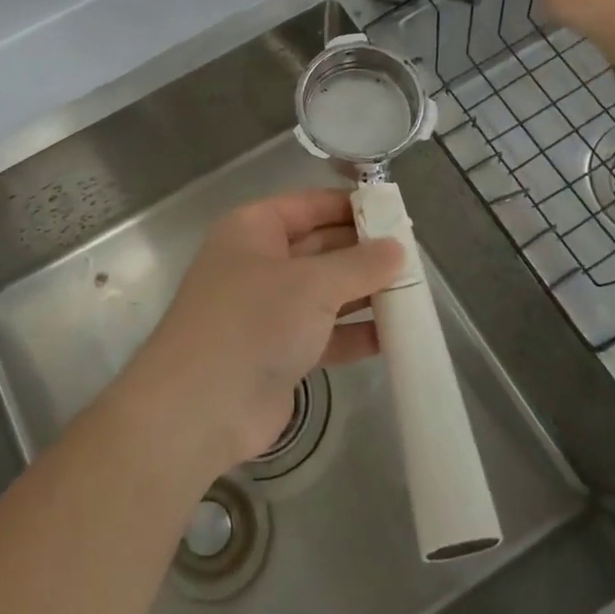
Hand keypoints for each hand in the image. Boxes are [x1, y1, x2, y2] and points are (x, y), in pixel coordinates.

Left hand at [122, 188, 401, 474]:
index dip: (352, 206)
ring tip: (414, 294)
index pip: (310, 204)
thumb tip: (397, 248)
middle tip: (415, 258)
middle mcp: (260, 262)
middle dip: (365, 253)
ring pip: (326, 291)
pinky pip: (325, 332)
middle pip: (321, 247)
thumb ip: (359, 264)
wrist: (199, 409)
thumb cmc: (252, 323)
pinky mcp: (279, 351)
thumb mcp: (311, 284)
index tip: (397, 213)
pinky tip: (395, 336)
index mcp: (254, 229)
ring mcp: (268, 309)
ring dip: (365, 294)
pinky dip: (355, 333)